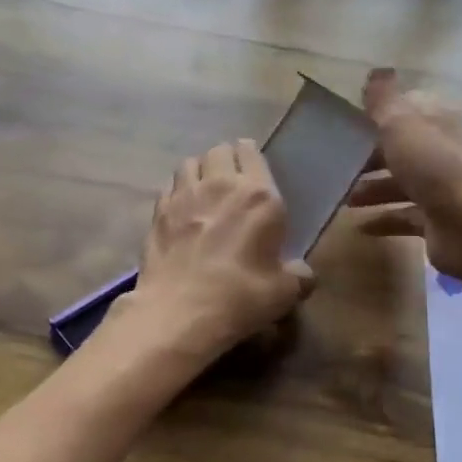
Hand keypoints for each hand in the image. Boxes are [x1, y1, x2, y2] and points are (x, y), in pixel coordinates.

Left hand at [118, 139, 314, 363]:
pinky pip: (168, 187)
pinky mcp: (158, 213)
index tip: (253, 169)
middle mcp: (220, 185)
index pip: (251, 152)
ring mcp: (183, 196)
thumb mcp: (284, 292)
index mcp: (259, 196)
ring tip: (203, 189)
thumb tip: (302, 273)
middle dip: (225, 159)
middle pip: (219, 151)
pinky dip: (176, 191)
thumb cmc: (241, 296)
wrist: (180, 311)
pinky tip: (180, 209)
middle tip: (230, 179)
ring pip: (189, 163)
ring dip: (198, 170)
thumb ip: (298, 275)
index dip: (251, 156)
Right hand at [346, 68, 461, 280]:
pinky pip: (406, 217)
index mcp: (439, 123)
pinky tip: (360, 226)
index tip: (351, 123)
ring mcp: (444, 190)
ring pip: (403, 184)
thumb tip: (377, 71)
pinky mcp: (439, 223)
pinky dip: (384, 219)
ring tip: (344, 199)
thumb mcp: (403, 126)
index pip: (411, 111)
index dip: (383, 114)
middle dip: (372, 156)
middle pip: (404, 150)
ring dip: (374, 189)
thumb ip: (384, 102)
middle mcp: (444, 153)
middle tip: (339, 165)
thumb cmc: (437, 169)